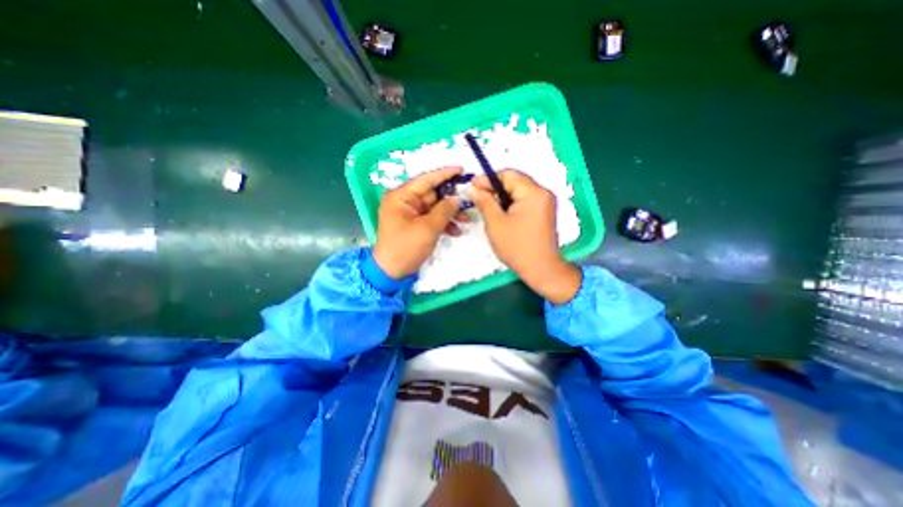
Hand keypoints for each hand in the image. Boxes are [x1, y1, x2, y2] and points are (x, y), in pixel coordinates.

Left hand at [372, 167, 465, 279]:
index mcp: (401, 197)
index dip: (444, 174)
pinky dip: (444, 223)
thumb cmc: (406, 248)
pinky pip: (432, 218)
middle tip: (469, 201)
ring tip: (467, 220)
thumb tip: (457, 198)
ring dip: (450, 213)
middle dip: (451, 199)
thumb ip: (444, 210)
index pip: (425, 179)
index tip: (461, 170)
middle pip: (432, 194)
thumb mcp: (428, 229)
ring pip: (435, 207)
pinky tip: (456, 231)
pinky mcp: (415, 224)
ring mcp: (410, 213)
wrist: (392, 272)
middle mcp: (404, 201)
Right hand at [470, 171, 581, 304]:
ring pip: (517, 192)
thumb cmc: (517, 247)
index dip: (487, 179)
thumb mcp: (496, 223)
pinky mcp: (543, 213)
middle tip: (477, 198)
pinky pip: (523, 201)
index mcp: (533, 193)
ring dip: (501, 197)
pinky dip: (510, 205)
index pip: (508, 175)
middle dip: (494, 189)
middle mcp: (542, 193)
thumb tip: (472, 188)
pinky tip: (499, 214)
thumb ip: (484, 202)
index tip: (472, 187)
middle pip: (514, 182)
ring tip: (486, 207)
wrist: (541, 270)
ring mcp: (545, 203)